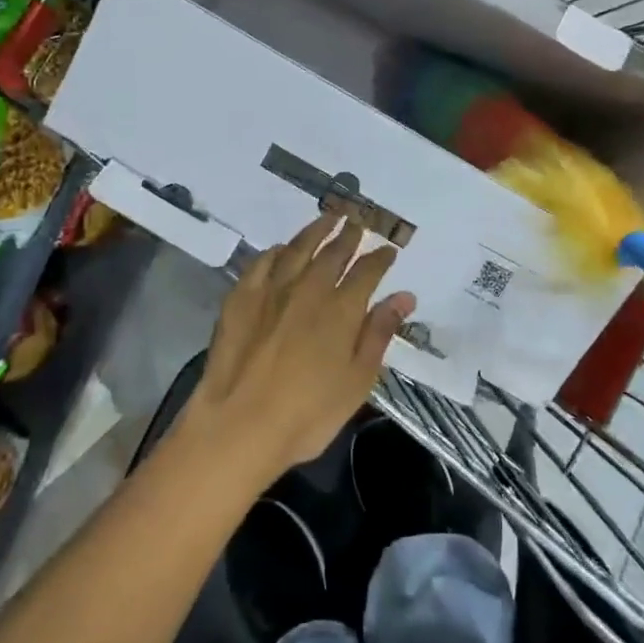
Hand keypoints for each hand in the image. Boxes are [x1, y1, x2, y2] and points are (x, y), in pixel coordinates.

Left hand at [183, 214, 414, 485]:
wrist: (239, 424)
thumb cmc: (308, 414)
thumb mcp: (357, 381)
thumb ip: (379, 333)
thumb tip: (404, 296)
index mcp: (342, 309)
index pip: (367, 272)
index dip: (380, 258)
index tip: (389, 250)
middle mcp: (309, 288)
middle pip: (333, 253)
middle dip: (349, 236)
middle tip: (358, 222)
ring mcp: (272, 289)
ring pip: (298, 248)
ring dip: (316, 231)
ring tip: (327, 218)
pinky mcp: (241, 297)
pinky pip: (262, 262)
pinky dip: (276, 251)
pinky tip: (281, 249)